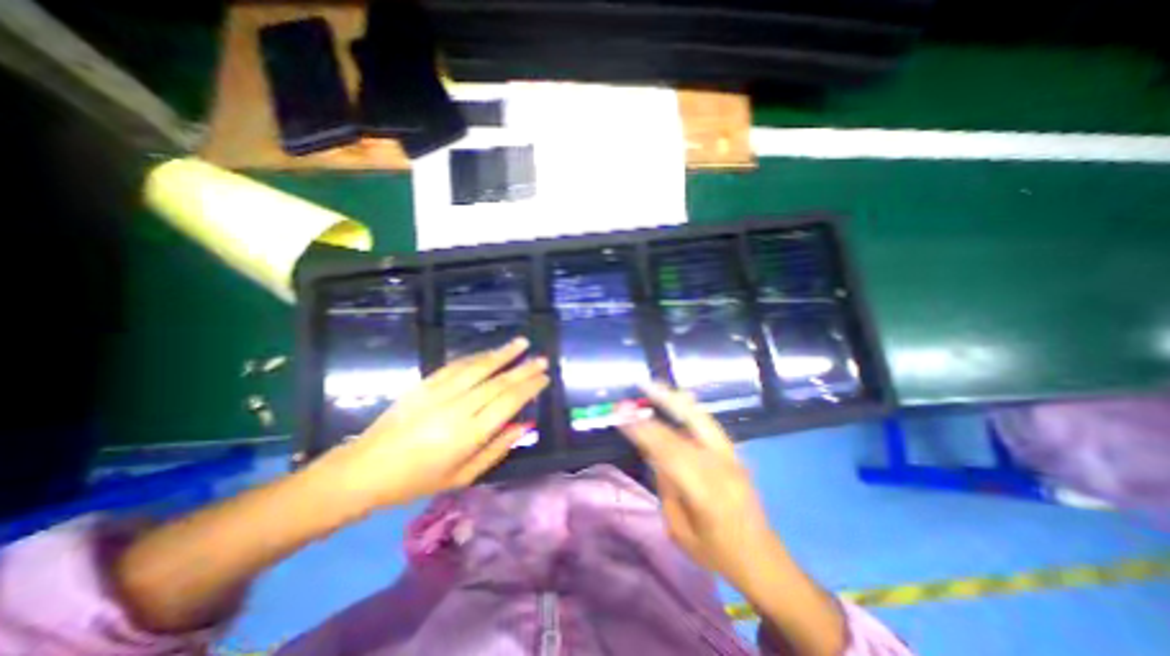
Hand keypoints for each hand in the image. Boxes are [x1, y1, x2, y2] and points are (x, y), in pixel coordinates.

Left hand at [309, 339, 549, 512]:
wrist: (364, 469)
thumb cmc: (417, 481)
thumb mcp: (463, 476)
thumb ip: (497, 449)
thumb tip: (525, 425)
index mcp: (468, 435)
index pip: (508, 403)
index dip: (529, 388)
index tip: (544, 378)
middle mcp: (458, 409)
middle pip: (498, 382)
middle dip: (523, 369)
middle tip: (542, 358)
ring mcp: (439, 393)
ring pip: (479, 368)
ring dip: (502, 354)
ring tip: (522, 343)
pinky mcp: (425, 384)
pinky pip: (456, 365)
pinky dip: (476, 357)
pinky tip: (490, 353)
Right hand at [615, 381, 779, 586]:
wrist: (762, 559)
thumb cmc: (716, 553)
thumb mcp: (679, 529)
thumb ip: (667, 486)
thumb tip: (653, 452)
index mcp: (706, 492)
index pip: (668, 451)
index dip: (643, 430)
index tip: (621, 414)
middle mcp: (721, 467)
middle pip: (685, 429)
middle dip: (658, 407)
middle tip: (637, 390)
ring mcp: (732, 456)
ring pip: (701, 419)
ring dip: (676, 400)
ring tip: (655, 385)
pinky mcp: (735, 452)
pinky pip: (708, 423)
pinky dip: (690, 408)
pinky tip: (678, 399)